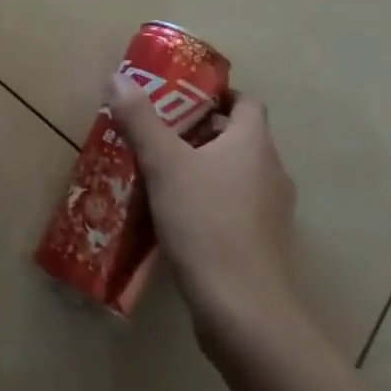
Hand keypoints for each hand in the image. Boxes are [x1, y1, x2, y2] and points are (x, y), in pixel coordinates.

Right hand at [110, 74, 301, 348]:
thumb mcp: (164, 164)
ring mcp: (272, 212)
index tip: (181, 97)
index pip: (246, 102)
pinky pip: (236, 207)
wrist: (243, 312)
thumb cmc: (206, 223)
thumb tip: (118, 77)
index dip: (216, 95)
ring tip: (162, 173)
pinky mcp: (263, 245)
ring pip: (236, 173)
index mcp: (254, 144)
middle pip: (238, 136)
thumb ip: (140, 119)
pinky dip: (211, 201)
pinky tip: (178, 216)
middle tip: (159, 132)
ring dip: (204, 167)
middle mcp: (271, 172)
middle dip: (200, 131)